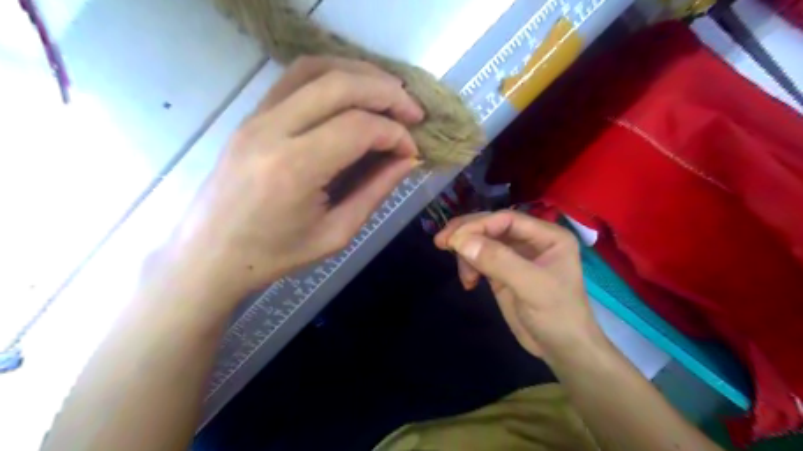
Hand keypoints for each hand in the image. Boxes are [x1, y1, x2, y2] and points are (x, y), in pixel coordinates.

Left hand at [165, 57, 424, 308]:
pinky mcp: (251, 114)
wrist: (211, 254)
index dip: (395, 134)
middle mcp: (272, 130)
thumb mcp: (336, 233)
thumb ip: (376, 191)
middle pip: (340, 86)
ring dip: (361, 74)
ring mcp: (256, 116)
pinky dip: (333, 75)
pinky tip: (354, 92)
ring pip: (316, 69)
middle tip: (414, 112)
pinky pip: (295, 77)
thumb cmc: (275, 254)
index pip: (358, 128)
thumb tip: (408, 159)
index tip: (412, 150)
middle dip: (387, 93)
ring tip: (389, 94)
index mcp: (294, 169)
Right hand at [439, 210, 601, 359]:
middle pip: (492, 226)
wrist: (561, 350)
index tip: (453, 239)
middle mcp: (531, 240)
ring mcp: (515, 256)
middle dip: (466, 234)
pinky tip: (469, 283)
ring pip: (482, 242)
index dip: (478, 225)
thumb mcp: (532, 287)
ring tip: (465, 277)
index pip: (506, 219)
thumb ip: (499, 261)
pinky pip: (480, 259)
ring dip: (466, 253)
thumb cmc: (557, 316)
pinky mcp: (503, 272)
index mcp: (547, 235)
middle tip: (441, 242)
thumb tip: (461, 241)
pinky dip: (469, 266)